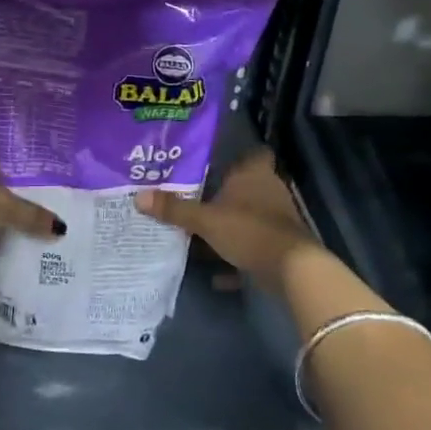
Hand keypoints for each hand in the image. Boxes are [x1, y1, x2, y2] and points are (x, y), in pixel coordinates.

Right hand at [135, 148, 313, 286]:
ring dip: (230, 227)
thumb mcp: (205, 220)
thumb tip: (138, 196)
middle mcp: (269, 191)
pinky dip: (238, 260)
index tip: (215, 164)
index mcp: (254, 174)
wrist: (293, 270)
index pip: (254, 154)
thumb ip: (174, 209)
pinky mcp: (280, 247)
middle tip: (195, 199)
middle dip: (225, 195)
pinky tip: (217, 275)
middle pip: (246, 187)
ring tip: (199, 235)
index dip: (239, 157)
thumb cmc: (249, 230)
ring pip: (249, 218)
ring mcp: (277, 220)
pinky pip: (253, 248)